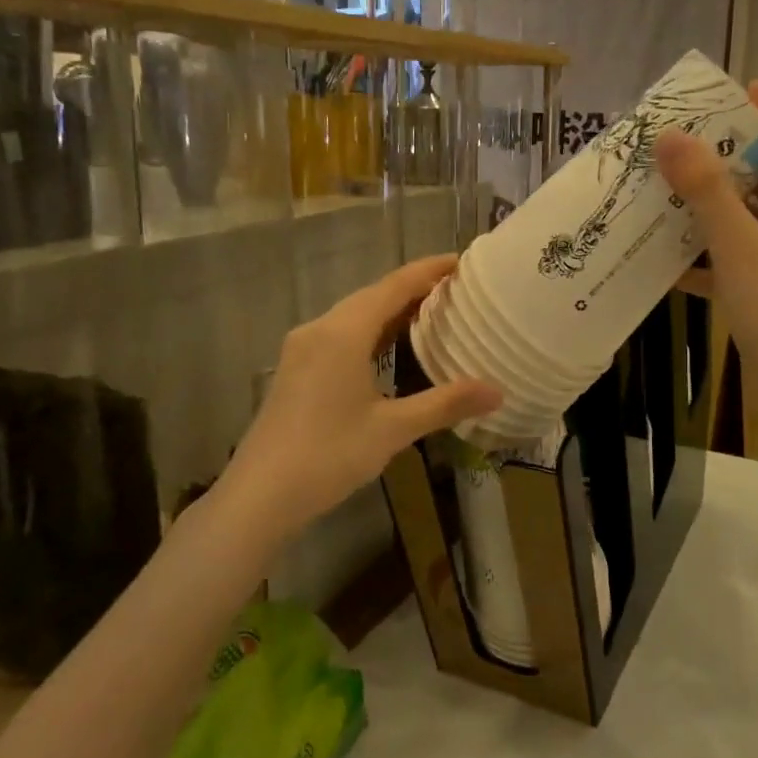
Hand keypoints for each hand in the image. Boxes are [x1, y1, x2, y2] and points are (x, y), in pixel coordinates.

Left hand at [220, 256, 501, 535]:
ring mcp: (302, 349)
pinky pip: (340, 335)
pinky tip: (389, 349)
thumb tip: (498, 391)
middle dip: (413, 289)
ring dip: (391, 311)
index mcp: (343, 333)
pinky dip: (370, 332)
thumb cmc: (328, 456)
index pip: (394, 286)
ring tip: (431, 314)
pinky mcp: (296, 369)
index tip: (462, 260)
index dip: (429, 270)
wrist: (259, 496)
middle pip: (372, 296)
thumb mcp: (392, 429)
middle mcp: (320, 329)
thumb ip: (445, 404)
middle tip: (456, 290)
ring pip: (354, 316)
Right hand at [657, 82, 757, 405]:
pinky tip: (672, 260)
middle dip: (733, 153)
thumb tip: (672, 136)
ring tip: (670, 191)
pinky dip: (711, 252)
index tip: (740, 89)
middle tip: (687, 141)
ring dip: (716, 202)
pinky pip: (741, 256)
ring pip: (754, 216)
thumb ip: (706, 190)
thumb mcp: (739, 245)